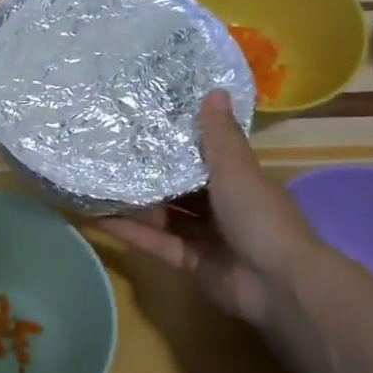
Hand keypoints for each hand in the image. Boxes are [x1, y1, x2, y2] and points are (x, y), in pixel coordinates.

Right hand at [96, 90, 321, 325]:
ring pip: (162, 215)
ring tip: (95, 183)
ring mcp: (204, 237)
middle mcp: (220, 207)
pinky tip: (96, 218)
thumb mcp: (237, 169)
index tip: (140, 124)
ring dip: (133, 203)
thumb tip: (215, 89)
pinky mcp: (187, 262)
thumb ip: (220, 136)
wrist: (277, 283)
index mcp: (237, 180)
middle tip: (107, 152)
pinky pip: (154, 242)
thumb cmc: (260, 216)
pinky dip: (129, 232)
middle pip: (178, 188)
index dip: (174, 142)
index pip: (202, 156)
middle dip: (148, 175)